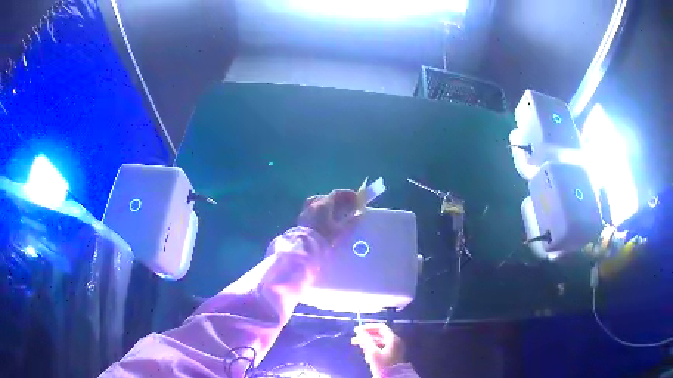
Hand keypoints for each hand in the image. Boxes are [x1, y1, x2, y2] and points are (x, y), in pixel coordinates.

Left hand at [297, 189, 357, 242]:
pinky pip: (312, 209)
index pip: (336, 194)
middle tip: (347, 204)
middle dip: (339, 199)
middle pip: (327, 197)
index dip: (347, 194)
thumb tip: (359, 215)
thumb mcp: (340, 231)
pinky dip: (320, 210)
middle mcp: (314, 204)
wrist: (305, 247)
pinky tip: (323, 218)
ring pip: (318, 202)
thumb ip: (351, 222)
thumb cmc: (324, 238)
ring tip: (335, 210)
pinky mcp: (302, 219)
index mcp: (323, 204)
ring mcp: (306, 211)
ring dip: (328, 204)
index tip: (356, 198)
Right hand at [352, 323, 405, 376]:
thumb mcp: (373, 353)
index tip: (357, 330)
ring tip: (359, 347)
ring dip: (368, 343)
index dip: (368, 327)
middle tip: (355, 339)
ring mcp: (395, 348)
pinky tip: (367, 354)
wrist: (394, 377)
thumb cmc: (383, 365)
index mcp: (392, 339)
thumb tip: (360, 330)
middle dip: (366, 336)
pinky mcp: (393, 354)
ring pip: (380, 342)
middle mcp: (395, 341)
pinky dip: (373, 348)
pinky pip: (382, 347)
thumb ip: (366, 340)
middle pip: (379, 334)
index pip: (380, 327)